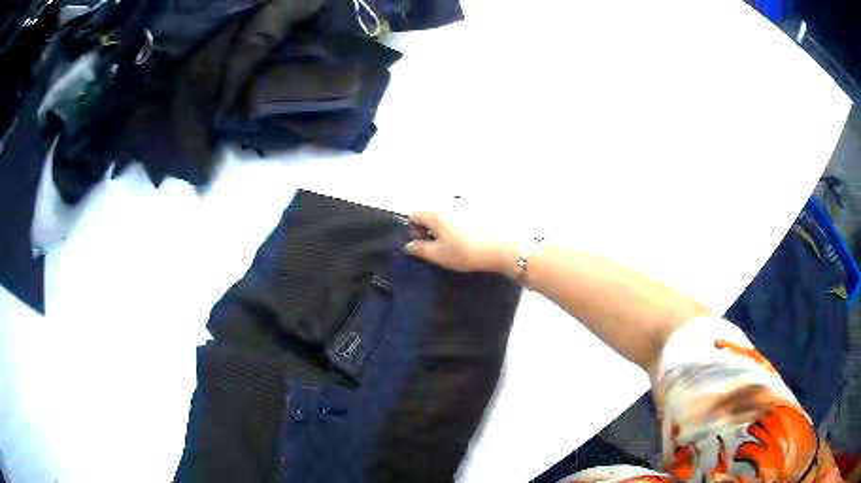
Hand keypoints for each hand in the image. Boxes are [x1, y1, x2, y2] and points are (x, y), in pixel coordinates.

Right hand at [404, 209, 518, 276]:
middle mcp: (448, 201)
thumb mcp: (442, 256)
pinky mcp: (481, 203)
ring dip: (446, 222)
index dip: (414, 229)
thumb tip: (409, 245)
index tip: (423, 243)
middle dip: (430, 225)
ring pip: (447, 210)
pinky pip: (463, 210)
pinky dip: (462, 220)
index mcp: (435, 212)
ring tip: (457, 240)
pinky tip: (472, 234)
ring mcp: (466, 200)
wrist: (506, 246)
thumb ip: (421, 249)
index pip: (413, 215)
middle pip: (431, 210)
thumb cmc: (469, 252)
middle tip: (440, 244)